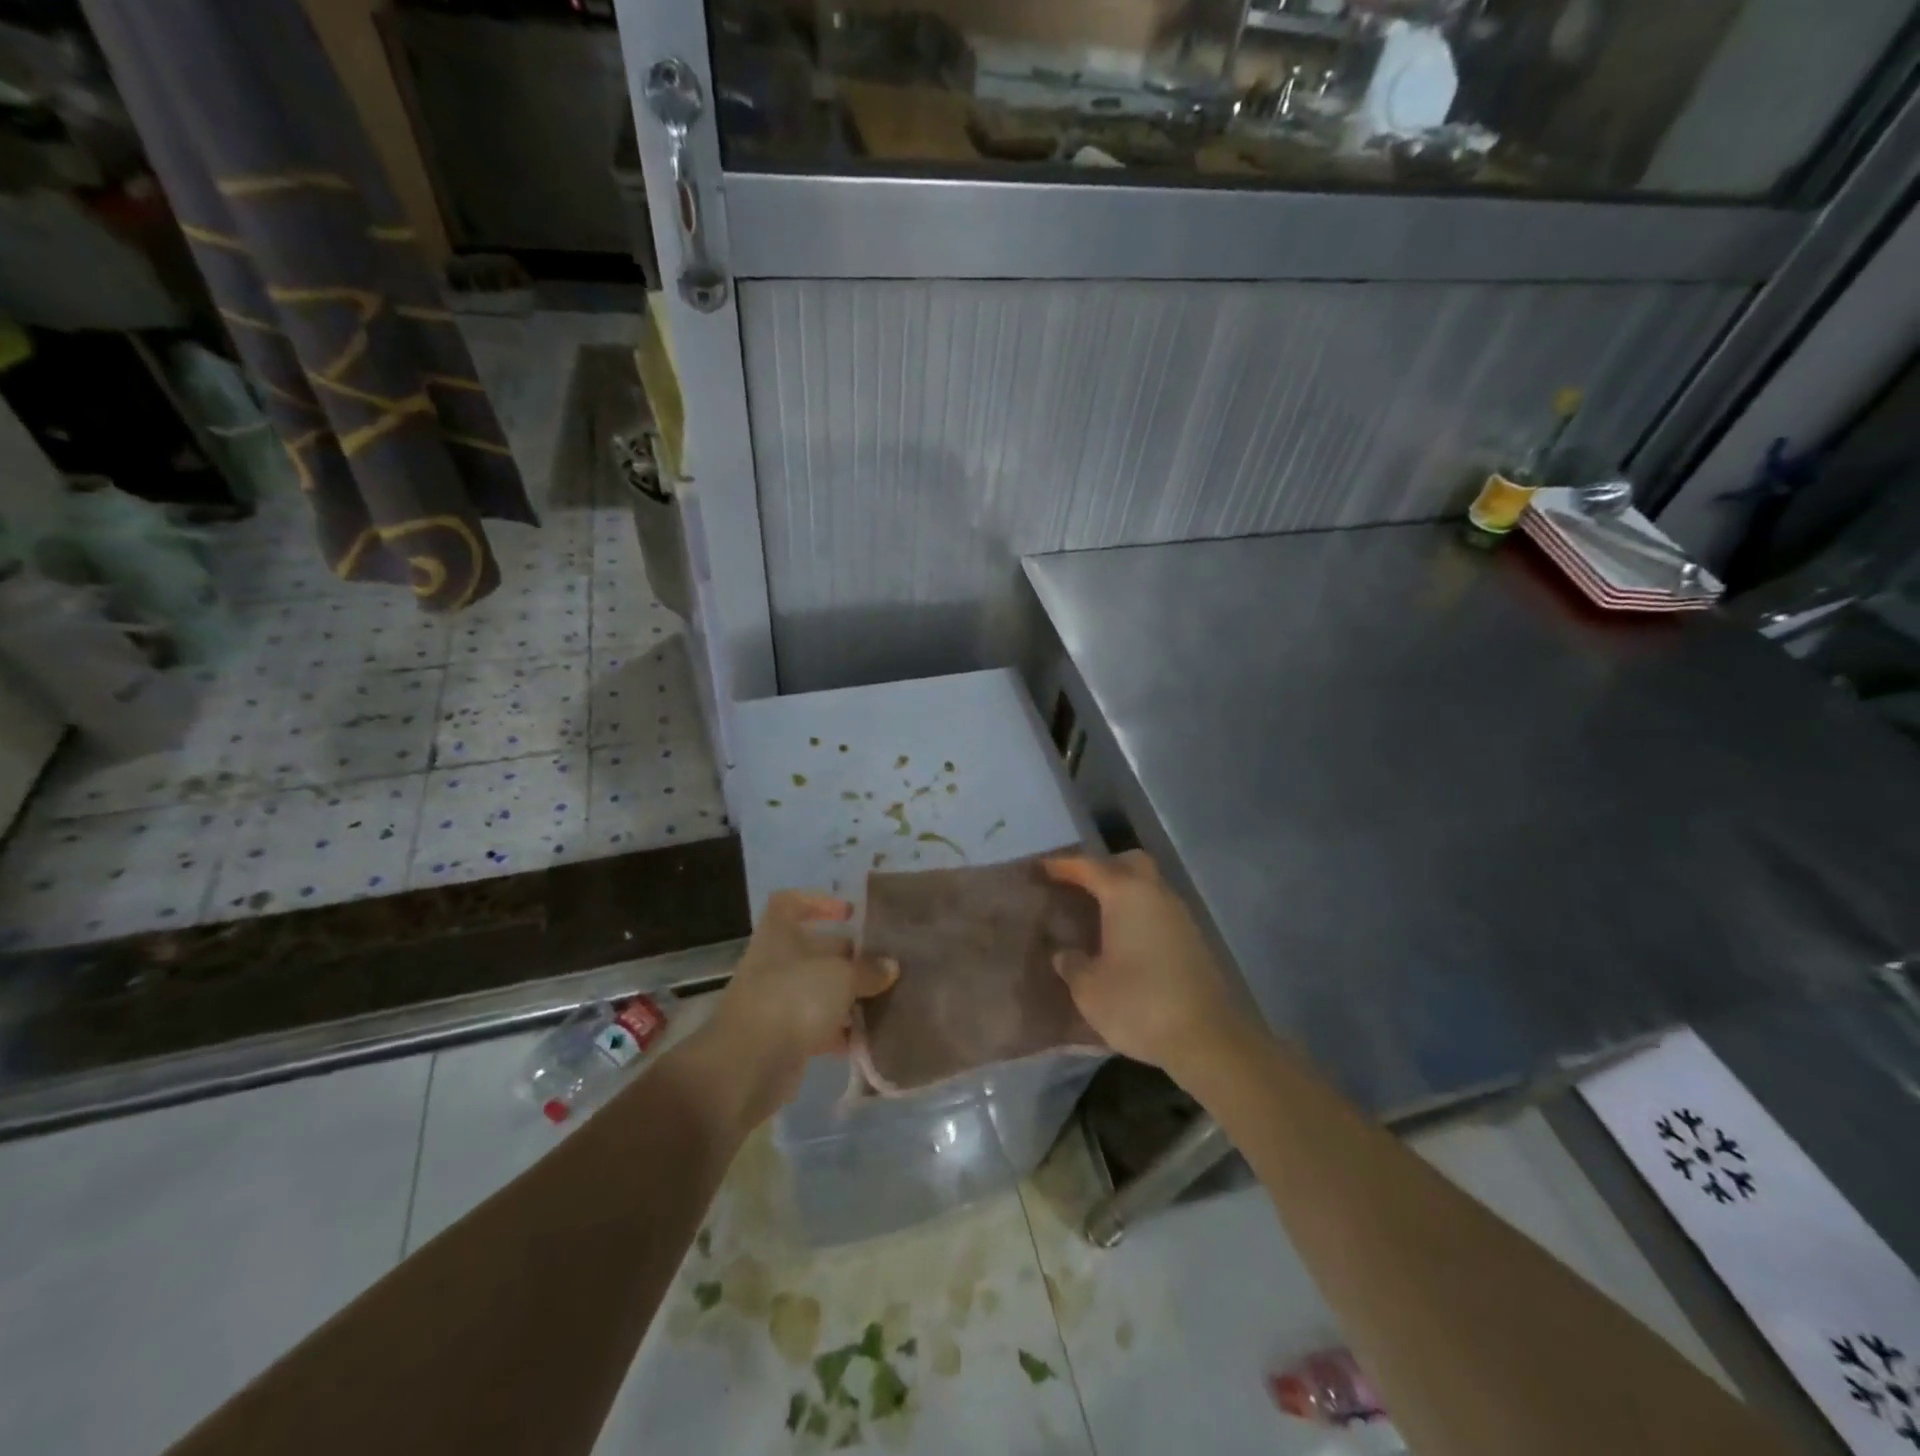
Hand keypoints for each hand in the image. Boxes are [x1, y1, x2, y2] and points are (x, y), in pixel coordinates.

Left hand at [706, 890, 896, 1123]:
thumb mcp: (841, 976)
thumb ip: (868, 970)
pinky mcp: (782, 1040)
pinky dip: (840, 1032)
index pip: (789, 903)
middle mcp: (774, 964)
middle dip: (849, 958)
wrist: (748, 1066)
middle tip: (884, 966)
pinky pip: (817, 1028)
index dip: (817, 902)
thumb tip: (890, 967)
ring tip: (884, 1002)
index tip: (849, 914)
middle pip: (814, 951)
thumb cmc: (793, 998)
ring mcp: (776, 1003)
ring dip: (848, 997)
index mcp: (778, 935)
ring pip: (818, 991)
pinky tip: (868, 1038)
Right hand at [1043, 852, 1243, 1084]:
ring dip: (1124, 891)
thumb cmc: (1139, 1005)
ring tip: (1097, 914)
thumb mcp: (1089, 989)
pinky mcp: (1193, 940)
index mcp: (1126, 895)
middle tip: (1078, 886)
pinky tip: (1124, 938)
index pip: (1090, 867)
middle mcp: (1156, 894)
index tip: (1042, 868)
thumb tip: (1065, 953)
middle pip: (1130, 863)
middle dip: (1103, 867)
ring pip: (1149, 885)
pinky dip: (1139, 913)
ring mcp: (1180, 916)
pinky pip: (1159, 910)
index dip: (1064, 865)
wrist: (1207, 1040)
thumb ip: (1072, 964)